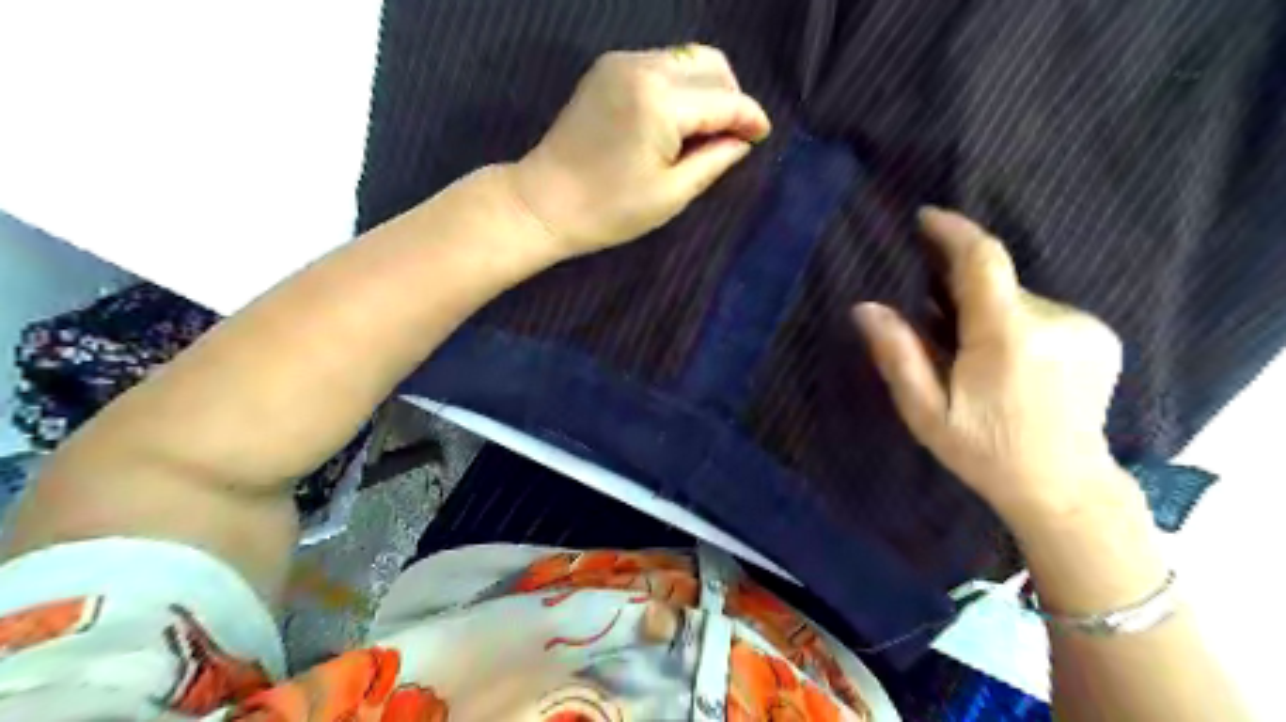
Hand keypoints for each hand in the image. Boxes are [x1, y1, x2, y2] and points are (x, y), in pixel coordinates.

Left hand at [510, 46, 772, 258]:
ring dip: (707, 89)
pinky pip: (661, 64)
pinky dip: (680, 85)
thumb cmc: (609, 210)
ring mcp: (622, 63)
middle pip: (711, 65)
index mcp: (661, 101)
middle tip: (733, 135)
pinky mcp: (607, 69)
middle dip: (731, 97)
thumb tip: (741, 141)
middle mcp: (644, 67)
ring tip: (707, 129)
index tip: (763, 136)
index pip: (723, 99)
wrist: (544, 202)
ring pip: (687, 59)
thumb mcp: (671, 194)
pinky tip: (677, 119)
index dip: (749, 117)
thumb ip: (714, 161)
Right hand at [852, 206, 1132, 528]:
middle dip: (959, 291)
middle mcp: (1054, 320)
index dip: (953, 231)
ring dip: (987, 311)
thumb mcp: (927, 413)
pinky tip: (1008, 362)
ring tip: (972, 356)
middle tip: (935, 325)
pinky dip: (1014, 322)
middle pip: (996, 283)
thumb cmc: (985, 453)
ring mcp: (1085, 326)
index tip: (925, 217)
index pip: (982, 261)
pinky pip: (1042, 311)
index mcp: (1007, 338)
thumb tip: (865, 308)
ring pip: (1017, 298)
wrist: (1065, 487)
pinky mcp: (1099, 335)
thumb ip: (898, 356)